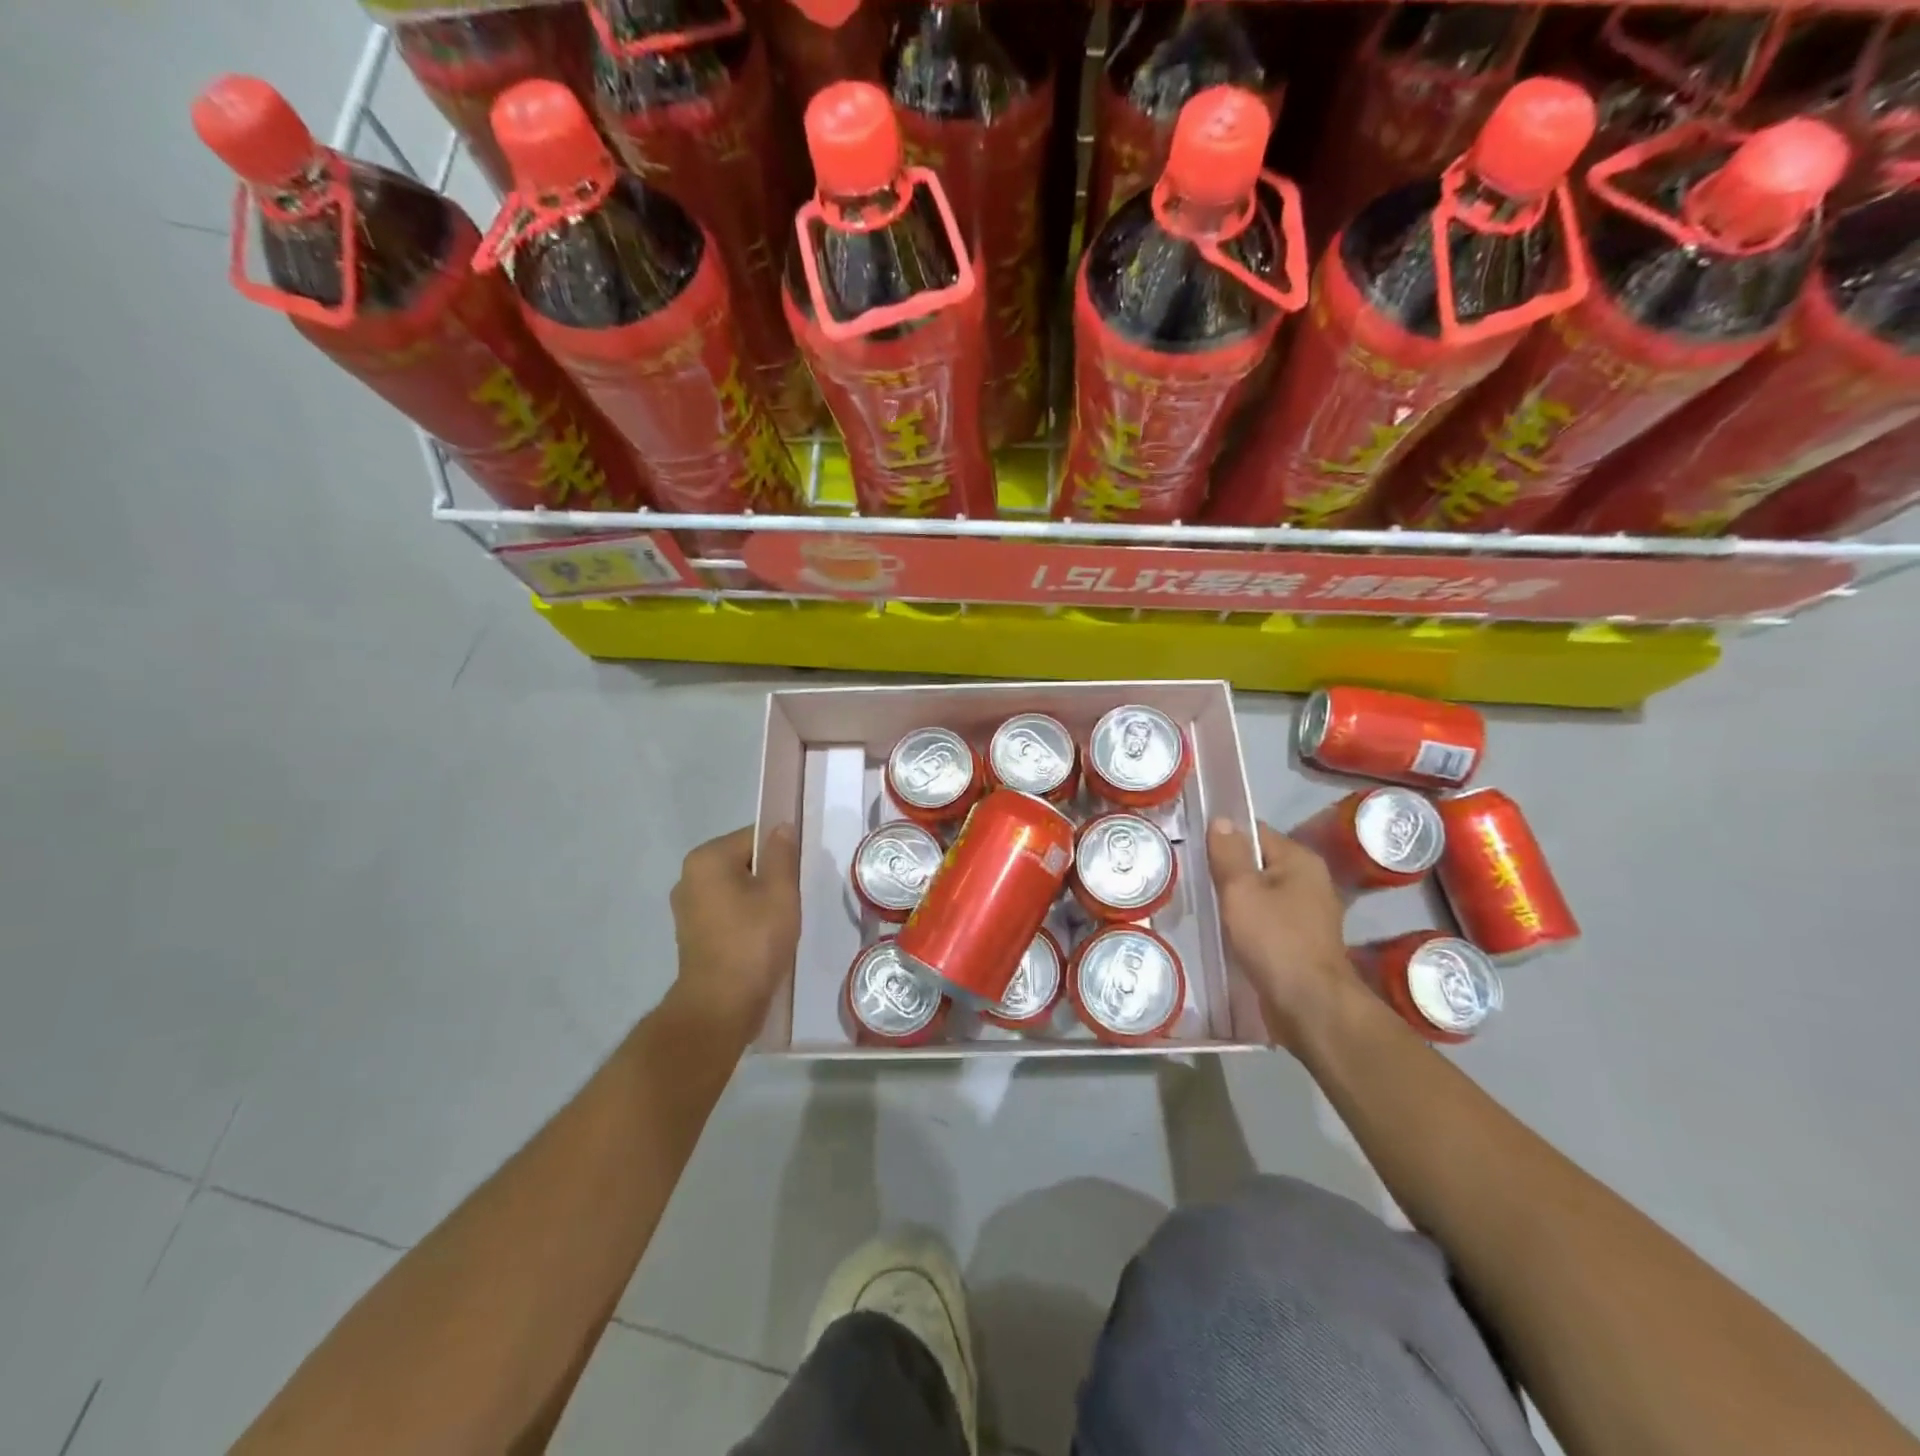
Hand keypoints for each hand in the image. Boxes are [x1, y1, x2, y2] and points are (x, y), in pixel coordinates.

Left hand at [667, 824, 801, 1043]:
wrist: (721, 1005)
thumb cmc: (754, 941)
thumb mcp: (780, 892)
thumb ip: (782, 854)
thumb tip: (782, 827)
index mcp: (707, 859)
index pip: (754, 837)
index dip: (782, 852)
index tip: (799, 875)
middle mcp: (689, 877)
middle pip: (744, 862)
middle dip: (770, 877)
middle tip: (793, 899)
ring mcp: (687, 908)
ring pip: (736, 889)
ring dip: (759, 900)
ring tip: (781, 922)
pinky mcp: (692, 934)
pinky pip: (727, 912)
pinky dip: (745, 919)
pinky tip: (763, 938)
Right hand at [1208, 819, 1358, 1051]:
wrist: (1310, 1005)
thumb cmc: (1274, 939)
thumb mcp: (1241, 890)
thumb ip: (1228, 853)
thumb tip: (1221, 820)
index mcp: (1300, 860)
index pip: (1255, 832)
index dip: (1224, 838)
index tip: (1196, 852)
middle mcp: (1311, 881)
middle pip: (1259, 863)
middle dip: (1229, 872)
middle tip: (1195, 881)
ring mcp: (1309, 914)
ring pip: (1262, 895)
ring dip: (1237, 901)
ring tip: (1206, 908)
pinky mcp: (1302, 942)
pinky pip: (1268, 921)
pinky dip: (1249, 924)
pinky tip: (1228, 934)